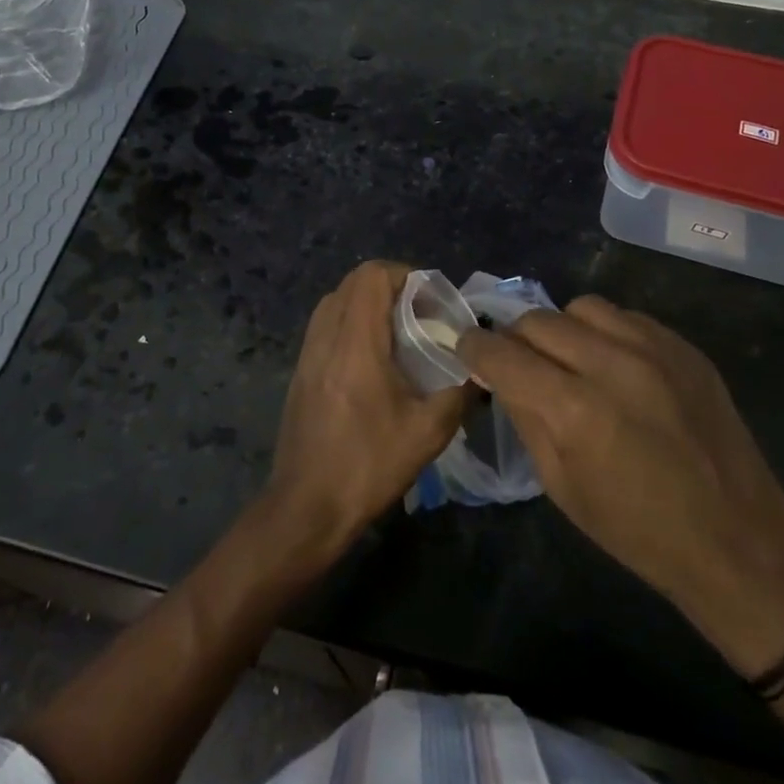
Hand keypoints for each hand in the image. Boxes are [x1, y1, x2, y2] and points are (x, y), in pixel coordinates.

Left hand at [264, 261, 474, 562]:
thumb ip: (460, 392)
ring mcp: (308, 353)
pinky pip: (326, 325)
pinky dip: (351, 323)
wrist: (307, 507)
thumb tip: (481, 371)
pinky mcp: (301, 371)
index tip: (431, 300)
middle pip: (352, 281)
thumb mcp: (428, 432)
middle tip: (420, 313)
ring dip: (368, 303)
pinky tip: (374, 358)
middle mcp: (326, 338)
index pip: (372, 276)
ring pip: (336, 301)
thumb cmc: (368, 466)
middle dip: (390, 285)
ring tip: (399, 332)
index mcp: (355, 344)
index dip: (405, 275)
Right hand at [457, 297, 783, 675]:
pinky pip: (625, 317)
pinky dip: (605, 333)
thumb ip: (526, 418)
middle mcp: (611, 363)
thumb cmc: (638, 531)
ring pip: (581, 307)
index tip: (467, 349)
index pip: (502, 353)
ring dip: (562, 330)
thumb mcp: (561, 486)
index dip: (475, 348)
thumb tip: (501, 376)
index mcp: (574, 409)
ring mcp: (654, 348)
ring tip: (570, 359)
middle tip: (518, 362)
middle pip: (537, 320)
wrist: (738, 540)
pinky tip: (614, 365)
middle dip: (515, 338)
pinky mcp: (684, 346)